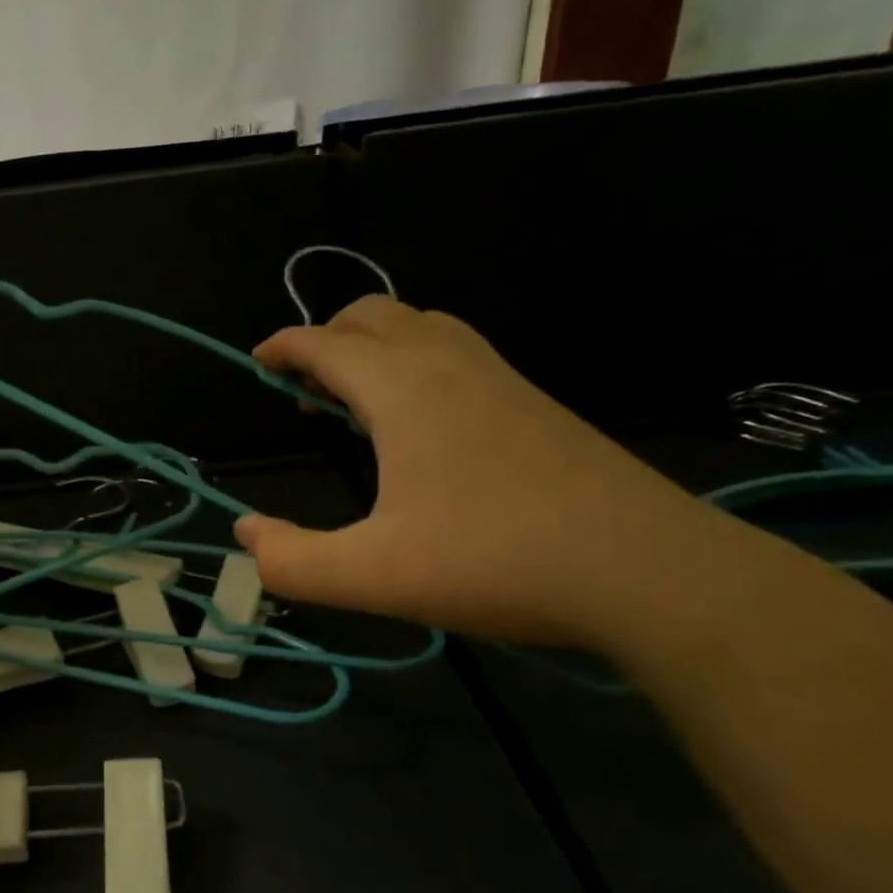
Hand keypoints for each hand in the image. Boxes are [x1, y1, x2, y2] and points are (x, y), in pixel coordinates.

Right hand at [235, 297, 720, 647]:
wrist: (647, 571)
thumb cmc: (496, 563)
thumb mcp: (371, 576)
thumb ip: (291, 561)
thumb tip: (246, 533)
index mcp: (402, 390)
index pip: (325, 343)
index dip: (283, 347)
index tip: (258, 361)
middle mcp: (448, 365)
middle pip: (374, 315)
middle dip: (327, 336)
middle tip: (303, 386)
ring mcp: (499, 378)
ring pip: (422, 326)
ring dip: (374, 344)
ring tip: (355, 397)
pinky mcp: (533, 402)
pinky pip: (458, 351)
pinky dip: (417, 360)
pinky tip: (421, 418)